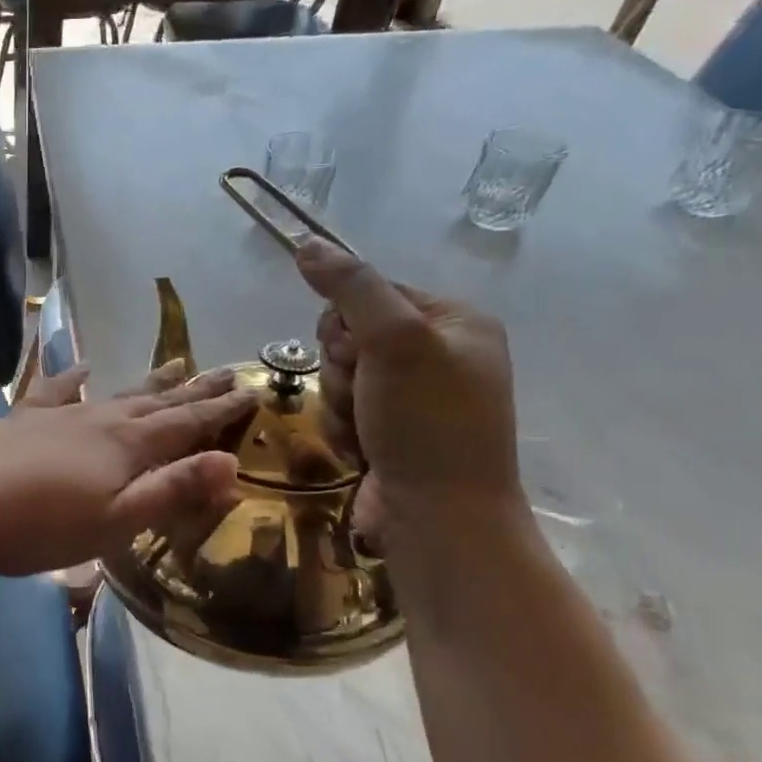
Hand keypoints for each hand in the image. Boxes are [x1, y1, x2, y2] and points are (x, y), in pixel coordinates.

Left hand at [0, 365, 253, 576]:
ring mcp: (60, 415)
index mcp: (128, 446)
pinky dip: (73, 377)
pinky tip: (83, 365)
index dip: (220, 410)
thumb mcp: (117, 521)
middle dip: (194, 389)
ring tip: (175, 363)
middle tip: (225, 368)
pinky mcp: (24, 419)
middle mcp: (100, 420)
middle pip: (157, 401)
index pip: (186, 423)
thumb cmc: (43, 525)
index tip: (251, 389)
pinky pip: (56, 390)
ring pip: (116, 393)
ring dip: (149, 381)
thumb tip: (231, 463)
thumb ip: (172, 490)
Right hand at [292, 239, 519, 546]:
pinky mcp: (392, 432)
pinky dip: (345, 430)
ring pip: (340, 377)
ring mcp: (414, 398)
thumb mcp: (394, 343)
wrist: (441, 519)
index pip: (371, 294)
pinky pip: (344, 412)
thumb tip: (306, 243)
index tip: (357, 353)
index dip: (348, 324)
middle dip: (343, 370)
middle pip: (349, 337)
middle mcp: (438, 354)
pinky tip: (365, 451)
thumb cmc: (427, 423)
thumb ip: (351, 289)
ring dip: (340, 405)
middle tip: (365, 395)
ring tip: (367, 432)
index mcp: (455, 323)